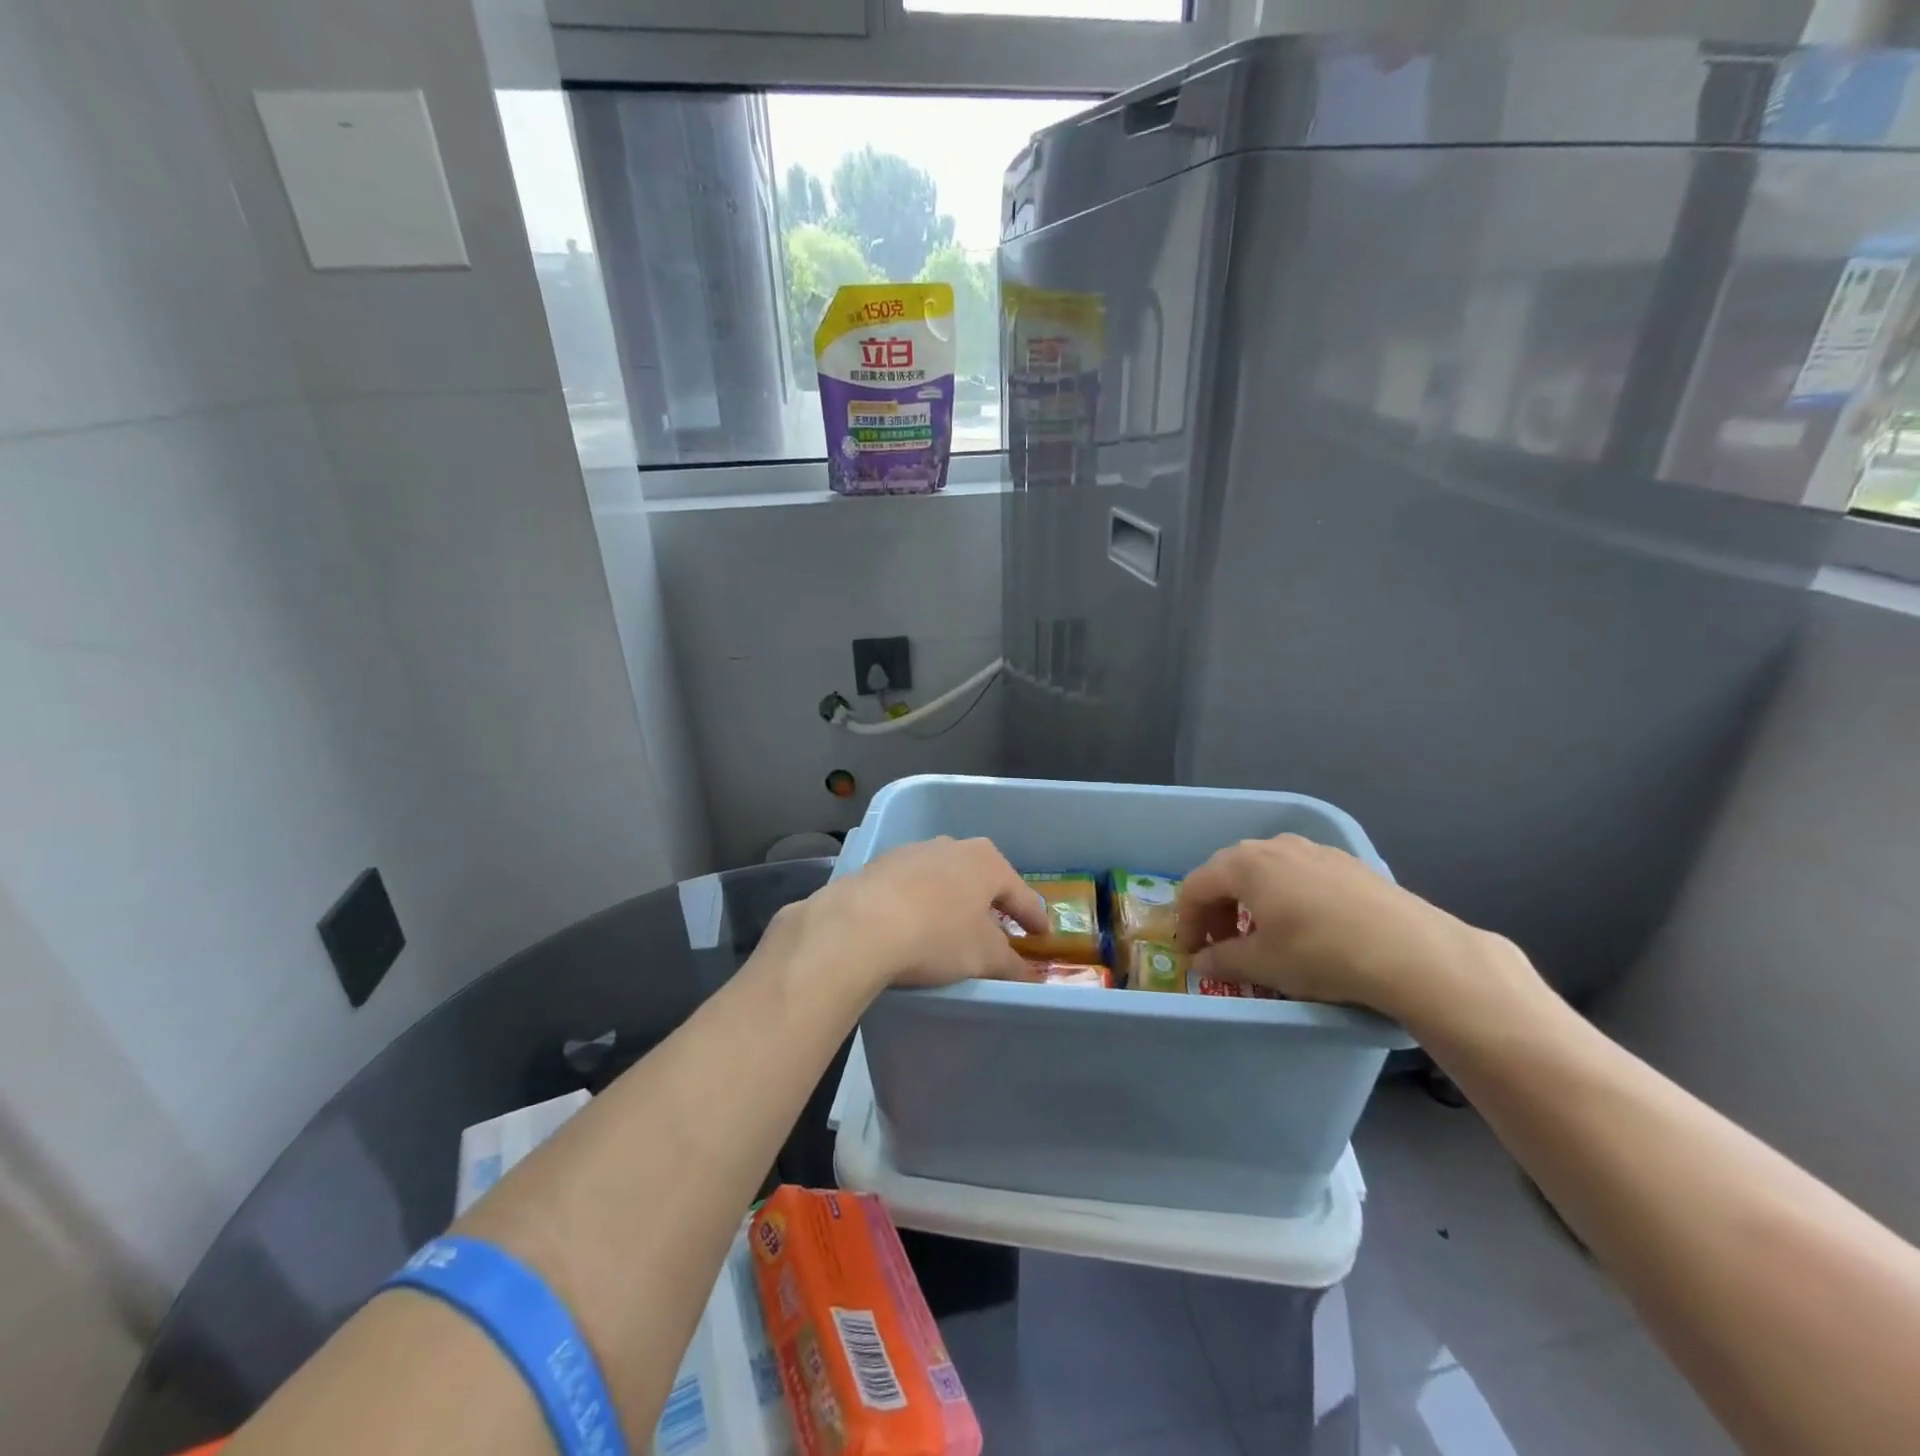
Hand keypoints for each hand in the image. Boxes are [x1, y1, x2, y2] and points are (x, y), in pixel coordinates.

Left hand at [798, 837, 1048, 993]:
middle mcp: (951, 846)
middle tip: (999, 931)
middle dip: (991, 904)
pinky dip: (920, 904)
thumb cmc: (937, 936)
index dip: (1034, 918)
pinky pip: (911, 887)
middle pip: (981, 879)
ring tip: (954, 930)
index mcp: (985, 861)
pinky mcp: (879, 866)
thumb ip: (1012, 965)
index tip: (1042, 936)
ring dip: (952, 902)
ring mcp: (912, 852)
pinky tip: (914, 925)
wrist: (859, 926)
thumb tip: (1030, 976)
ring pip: (944, 879)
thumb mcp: (984, 958)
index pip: (1021, 893)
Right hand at [1176, 835, 1522, 1025]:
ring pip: (1264, 870)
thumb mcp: (1263, 964)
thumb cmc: (1321, 953)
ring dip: (1250, 901)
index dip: (1187, 921)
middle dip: (1217, 909)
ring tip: (1262, 935)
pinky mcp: (1345, 861)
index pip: (1196, 886)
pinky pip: (1297, 873)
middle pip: (1228, 872)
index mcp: (1244, 864)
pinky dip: (1283, 896)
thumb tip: (1200, 961)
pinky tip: (1303, 925)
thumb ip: (1222, 959)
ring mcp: (1312, 849)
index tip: (1192, 952)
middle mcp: (1273, 846)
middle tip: (1222, 944)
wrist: (1411, 950)